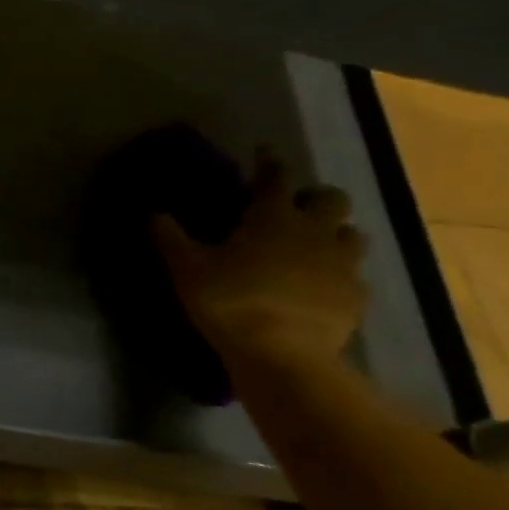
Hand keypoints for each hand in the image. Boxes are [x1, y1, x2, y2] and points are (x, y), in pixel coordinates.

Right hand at [152, 153, 366, 367]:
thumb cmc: (231, 302)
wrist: (283, 355)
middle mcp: (315, 231)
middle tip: (295, 208)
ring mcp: (342, 265)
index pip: (274, 176)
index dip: (268, 162)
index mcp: (273, 217)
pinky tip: (324, 289)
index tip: (262, 153)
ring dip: (335, 234)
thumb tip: (153, 214)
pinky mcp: (355, 298)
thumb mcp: (187, 269)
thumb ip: (170, 238)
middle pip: (331, 199)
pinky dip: (340, 277)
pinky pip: (355, 278)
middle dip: (314, 197)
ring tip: (315, 247)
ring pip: (352, 235)